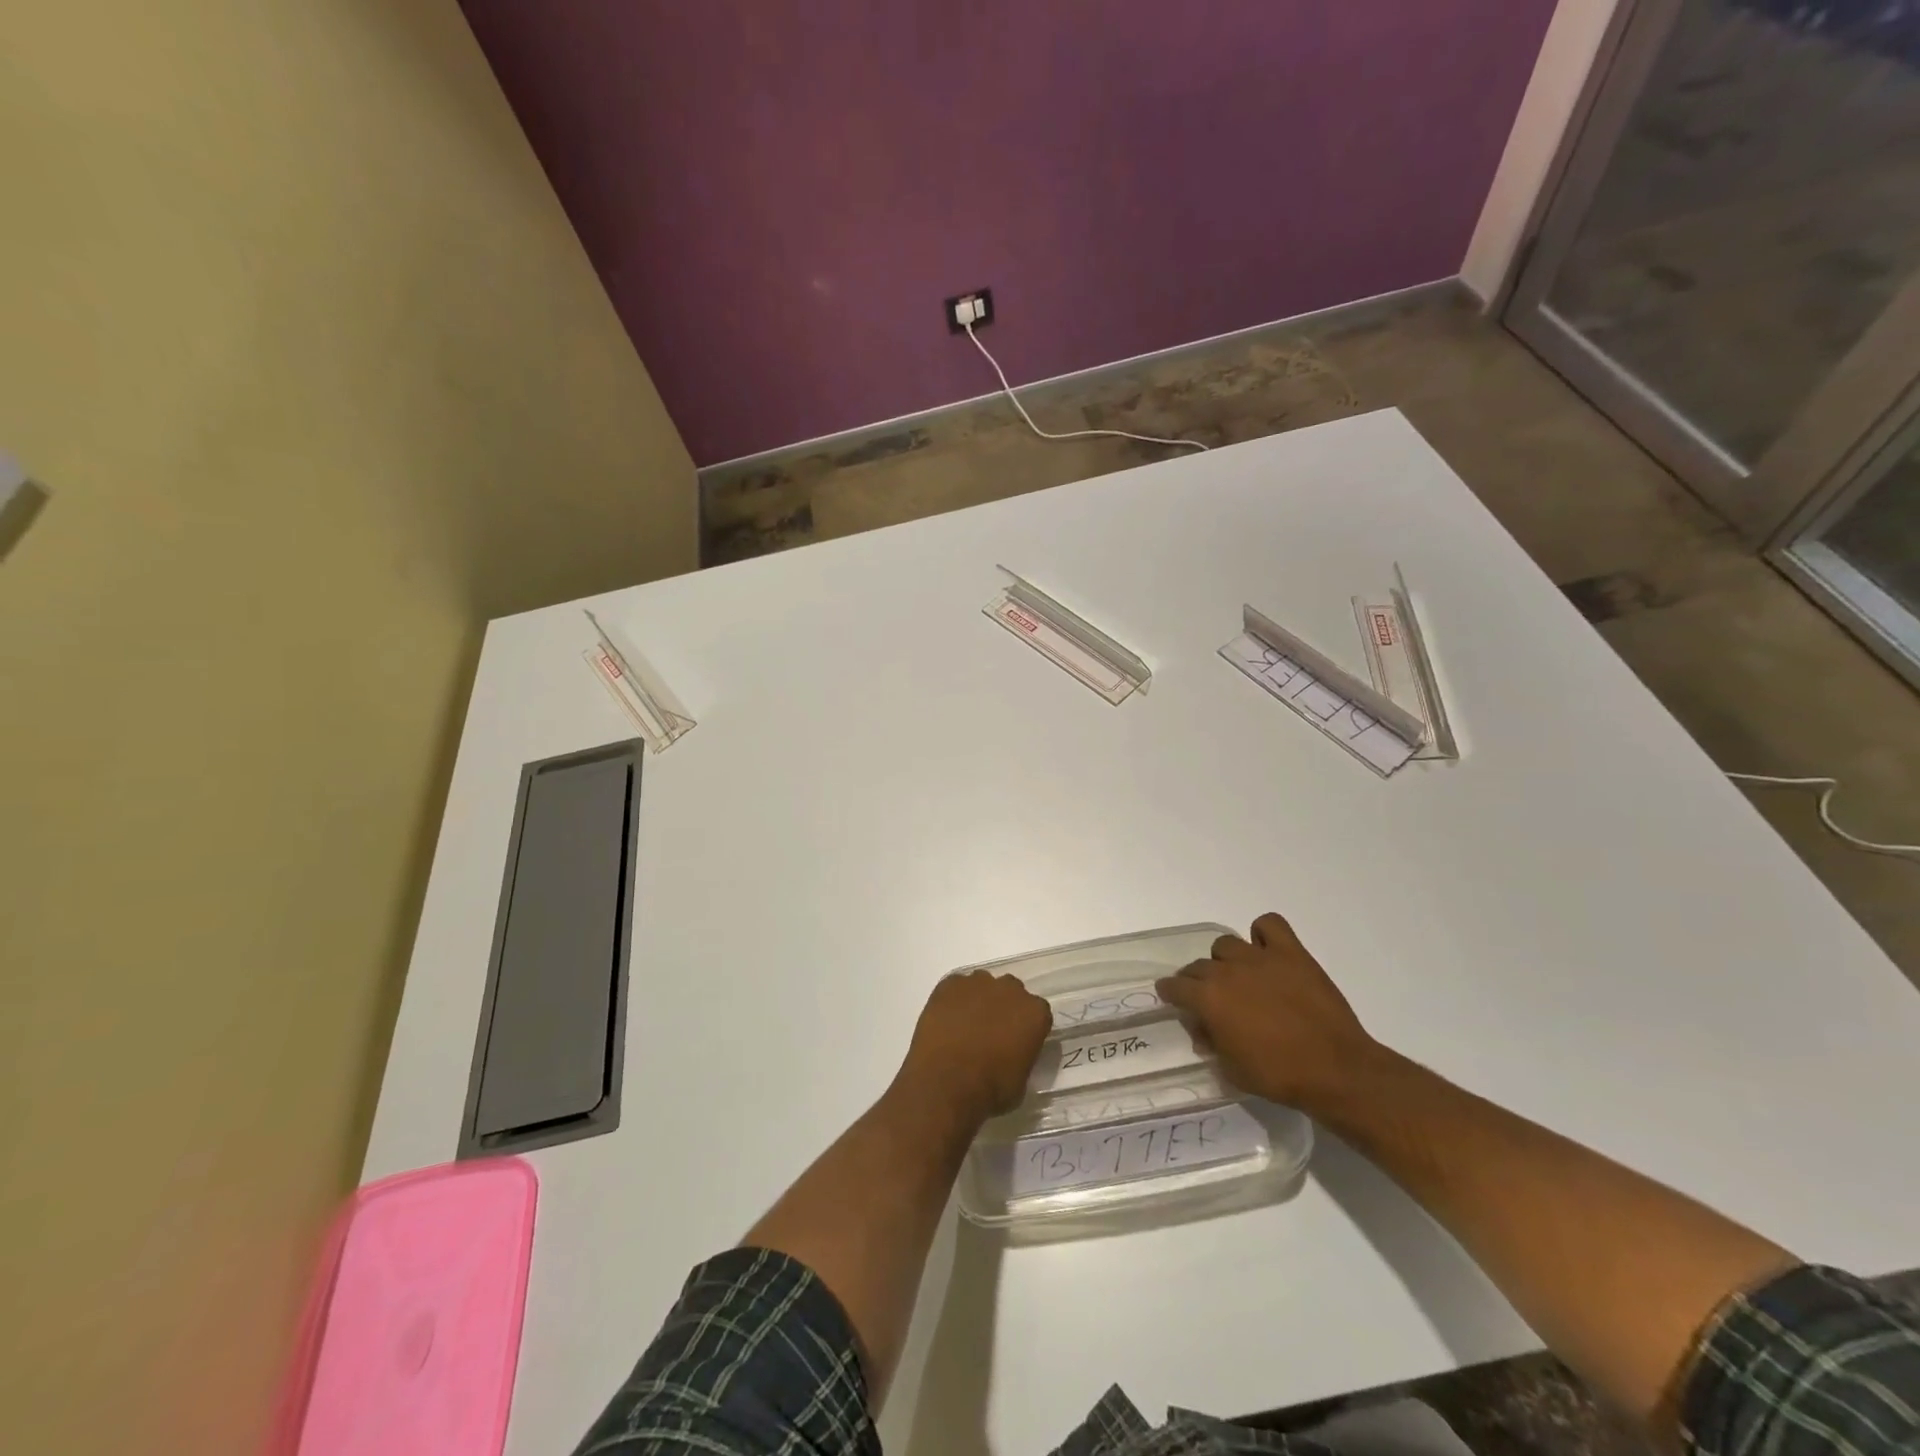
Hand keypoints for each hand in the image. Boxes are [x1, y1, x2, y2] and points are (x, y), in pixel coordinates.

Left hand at [896, 970, 1052, 1125]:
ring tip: (965, 1026)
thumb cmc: (990, 1090)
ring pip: (983, 985)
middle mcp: (1010, 990)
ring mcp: (978, 983)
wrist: (945, 1083)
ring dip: (979, 1000)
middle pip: (1011, 992)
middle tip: (991, 1033)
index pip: (1038, 1012)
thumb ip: (1022, 1056)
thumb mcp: (1021, 1081)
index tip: (1017, 1042)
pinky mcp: (950, 984)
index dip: (1026, 1027)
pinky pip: (956, 987)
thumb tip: (1013, 1053)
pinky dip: (953, 1000)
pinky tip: (946, 1021)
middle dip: (1004, 1007)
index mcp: (1035, 1013)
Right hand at [1156, 913, 1385, 1115]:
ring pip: (1227, 944)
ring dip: (1226, 960)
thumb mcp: (1232, 1070)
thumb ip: (1211, 1043)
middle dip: (1197, 980)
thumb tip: (1202, 1028)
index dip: (1170, 992)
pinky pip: (1269, 924)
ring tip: (1240, 977)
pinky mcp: (1291, 953)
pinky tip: (1267, 952)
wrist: (1336, 1070)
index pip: (1175, 986)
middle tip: (1210, 998)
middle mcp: (1228, 971)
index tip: (1172, 997)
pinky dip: (1263, 933)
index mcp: (1209, 999)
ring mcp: (1260, 957)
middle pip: (1199, 965)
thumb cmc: (1280, 1076)